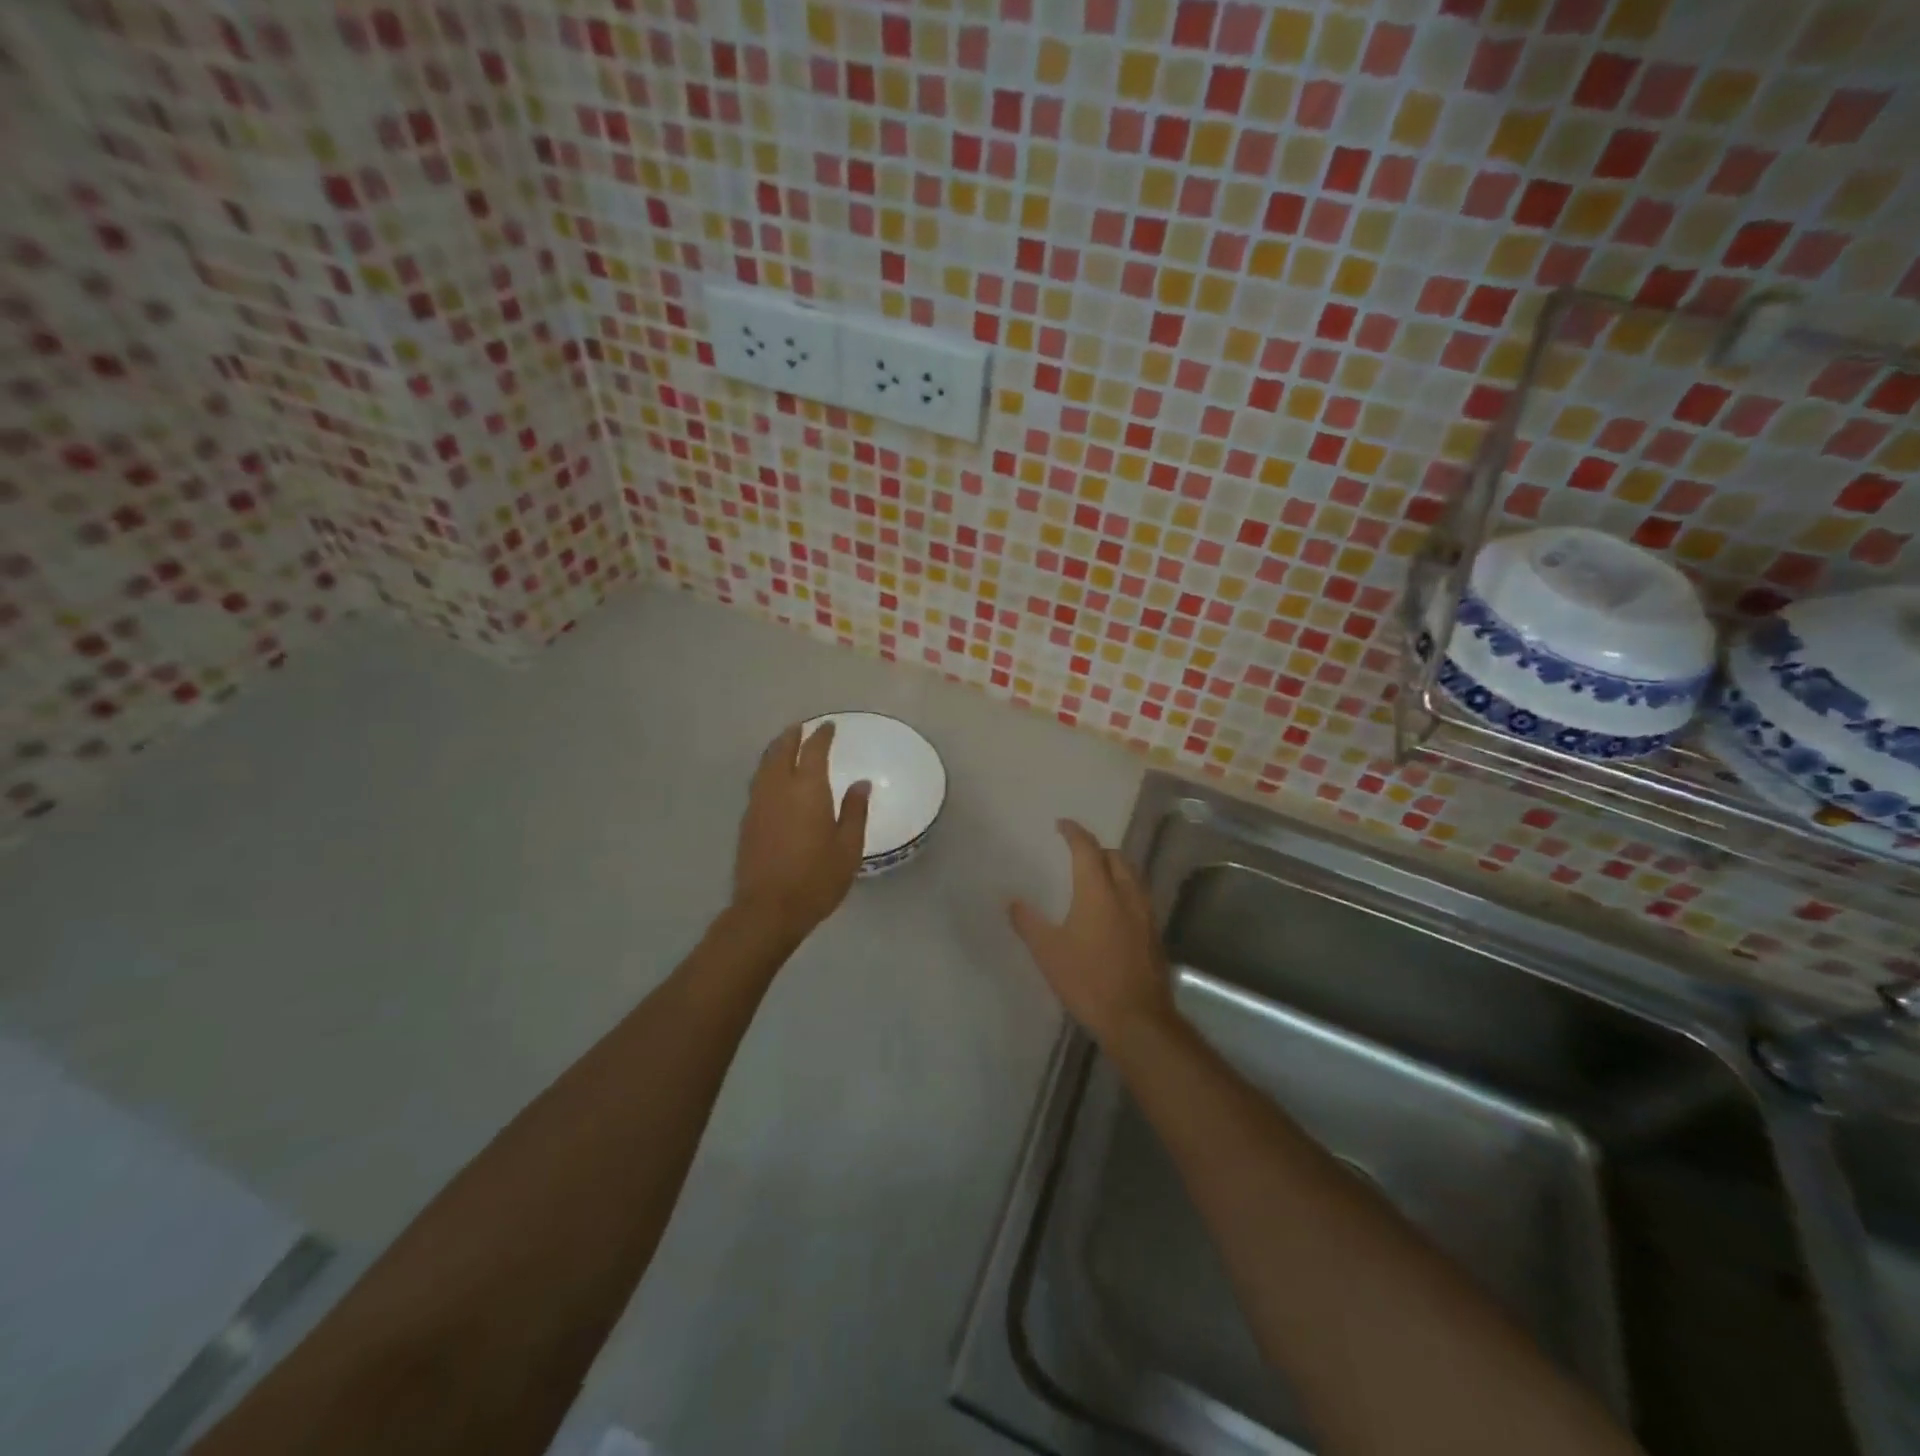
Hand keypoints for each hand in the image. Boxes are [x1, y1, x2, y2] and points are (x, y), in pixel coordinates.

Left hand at [733, 722, 870, 938]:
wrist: (768, 909)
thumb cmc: (817, 879)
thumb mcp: (848, 848)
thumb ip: (854, 811)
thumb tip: (861, 783)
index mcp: (808, 790)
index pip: (814, 751)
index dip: (821, 736)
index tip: (829, 726)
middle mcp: (779, 789)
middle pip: (782, 751)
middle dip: (792, 736)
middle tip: (801, 728)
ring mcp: (759, 804)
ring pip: (765, 766)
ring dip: (776, 751)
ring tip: (785, 745)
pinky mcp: (747, 821)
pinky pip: (758, 783)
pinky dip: (767, 771)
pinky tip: (773, 779)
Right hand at [1010, 820, 1174, 1046]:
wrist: (1138, 1019)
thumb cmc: (1088, 981)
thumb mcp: (1048, 952)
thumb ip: (1028, 923)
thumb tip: (1012, 901)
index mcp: (1098, 891)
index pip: (1087, 848)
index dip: (1074, 832)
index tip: (1062, 825)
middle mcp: (1126, 894)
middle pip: (1115, 857)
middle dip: (1096, 849)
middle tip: (1077, 853)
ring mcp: (1145, 914)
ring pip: (1132, 876)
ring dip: (1114, 868)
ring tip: (1096, 877)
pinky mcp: (1154, 934)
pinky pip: (1139, 897)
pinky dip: (1124, 890)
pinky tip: (1113, 910)